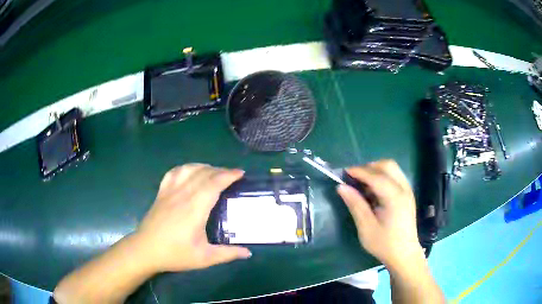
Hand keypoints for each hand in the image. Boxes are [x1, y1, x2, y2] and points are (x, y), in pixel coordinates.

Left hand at [135, 164, 250, 272]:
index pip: (214, 183)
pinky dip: (185, 168)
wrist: (146, 250)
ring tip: (214, 172)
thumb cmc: (175, 254)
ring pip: (189, 169)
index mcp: (195, 208)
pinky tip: (190, 172)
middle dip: (221, 170)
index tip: (241, 173)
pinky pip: (174, 172)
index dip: (229, 175)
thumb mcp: (204, 258)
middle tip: (232, 175)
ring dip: (204, 167)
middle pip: (204, 173)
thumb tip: (248, 253)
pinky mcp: (161, 193)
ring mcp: (170, 191)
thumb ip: (228, 254)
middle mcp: (183, 194)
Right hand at [337, 160, 423, 269]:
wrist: (404, 254)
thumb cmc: (384, 244)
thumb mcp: (366, 227)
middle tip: (354, 179)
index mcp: (395, 198)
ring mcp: (407, 190)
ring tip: (363, 185)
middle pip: (387, 165)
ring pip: (392, 169)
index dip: (359, 172)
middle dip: (369, 167)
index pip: (376, 176)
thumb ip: (355, 205)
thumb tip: (341, 187)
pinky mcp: (407, 195)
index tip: (343, 173)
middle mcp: (404, 189)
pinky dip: (383, 177)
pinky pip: (395, 176)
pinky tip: (374, 191)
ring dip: (376, 171)